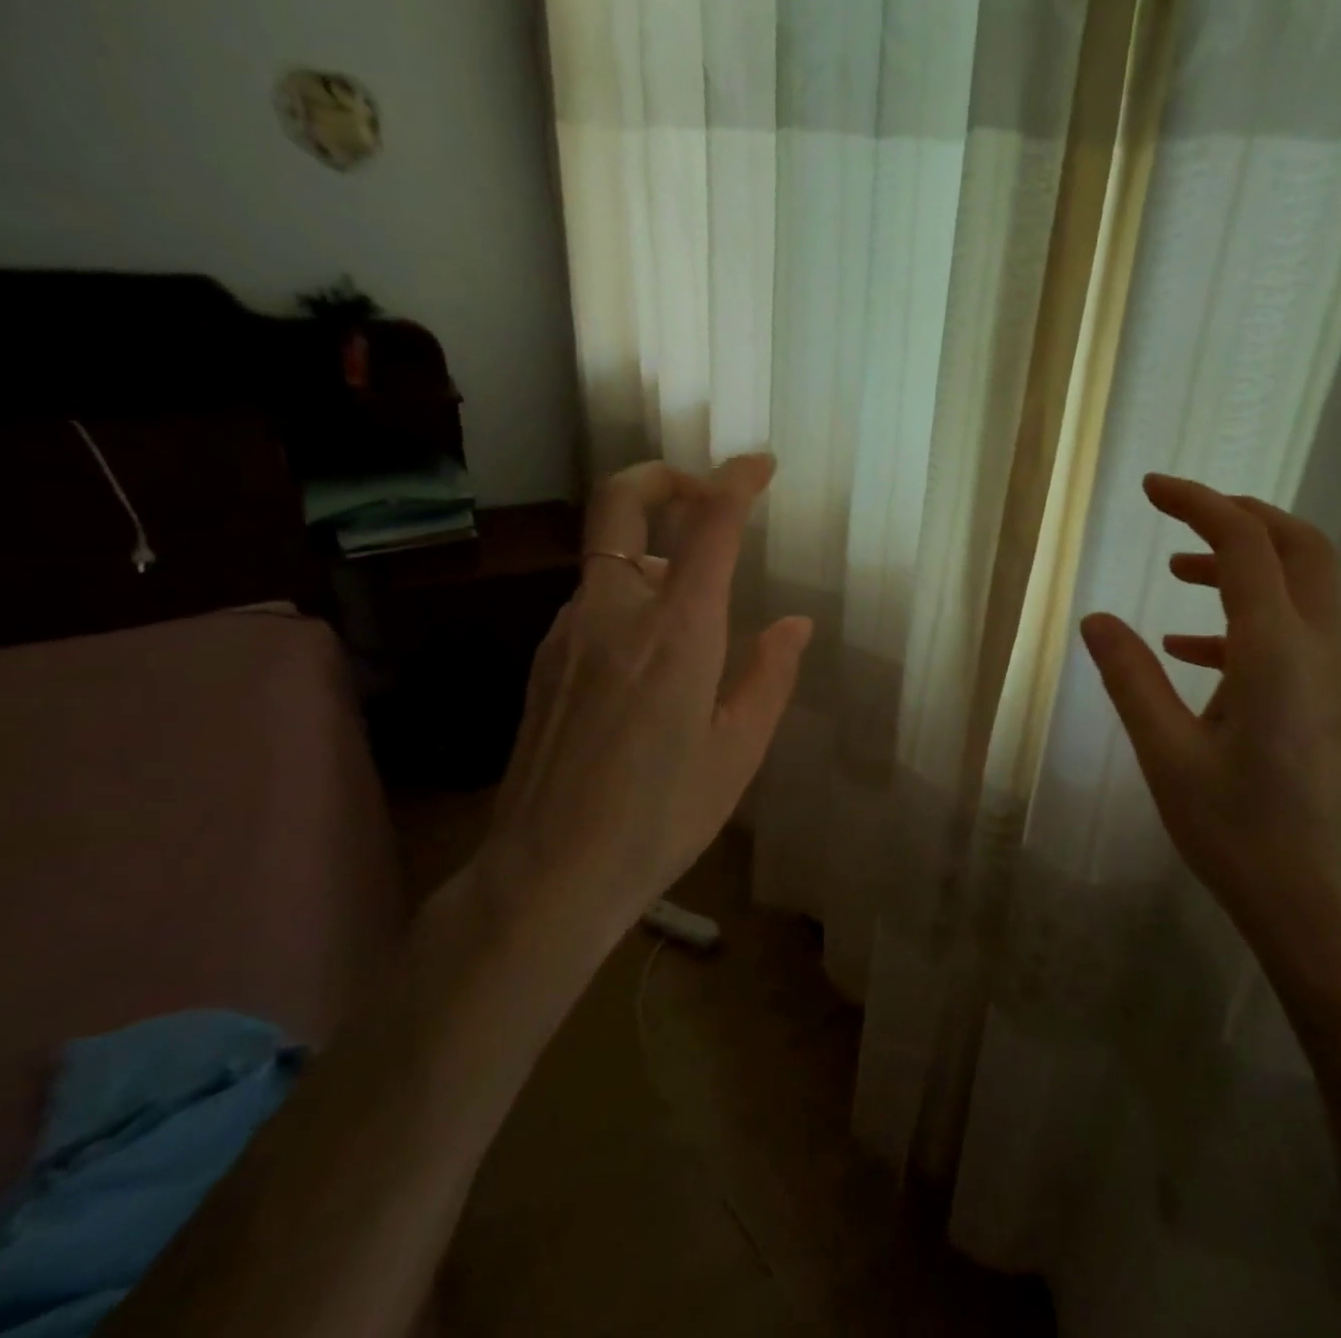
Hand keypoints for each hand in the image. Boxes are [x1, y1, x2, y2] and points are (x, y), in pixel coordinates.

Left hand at [476, 454, 811, 963]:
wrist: (548, 875)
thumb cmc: (661, 817)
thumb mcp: (738, 752)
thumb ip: (770, 676)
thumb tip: (796, 625)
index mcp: (677, 633)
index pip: (708, 527)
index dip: (736, 481)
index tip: (760, 465)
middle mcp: (614, 613)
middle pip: (619, 502)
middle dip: (662, 476)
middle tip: (701, 492)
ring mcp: (568, 633)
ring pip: (609, 559)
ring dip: (652, 555)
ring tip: (693, 615)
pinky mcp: (544, 660)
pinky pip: (593, 602)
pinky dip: (630, 599)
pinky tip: (650, 660)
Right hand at [1080, 474, 1340, 948]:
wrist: (1321, 911)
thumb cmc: (1238, 834)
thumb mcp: (1166, 753)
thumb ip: (1130, 677)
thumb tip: (1097, 619)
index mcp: (1277, 652)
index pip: (1244, 545)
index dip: (1198, 504)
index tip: (1151, 488)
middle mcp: (1320, 650)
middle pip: (1300, 547)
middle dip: (1241, 516)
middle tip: (1181, 514)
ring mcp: (1335, 678)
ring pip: (1304, 588)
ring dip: (1246, 565)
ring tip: (1178, 574)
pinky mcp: (1332, 705)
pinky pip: (1296, 634)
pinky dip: (1247, 619)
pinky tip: (1194, 653)